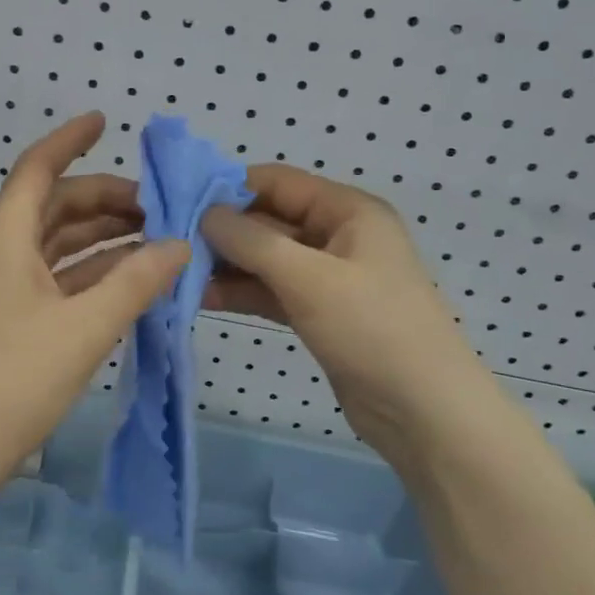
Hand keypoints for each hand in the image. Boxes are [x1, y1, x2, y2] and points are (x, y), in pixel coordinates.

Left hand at [0, 113, 188, 480]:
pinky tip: (123, 281)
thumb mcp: (85, 328)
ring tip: (152, 240)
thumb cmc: (14, 381)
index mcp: (2, 239)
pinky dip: (85, 272)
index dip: (70, 139)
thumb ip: (136, 282)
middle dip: (103, 200)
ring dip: (98, 238)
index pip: (38, 169)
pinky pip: (47, 277)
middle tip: (157, 207)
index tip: (104, 121)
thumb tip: (179, 246)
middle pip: (51, 206)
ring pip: (51, 244)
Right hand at [202, 165, 484, 459]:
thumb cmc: (372, 329)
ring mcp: (328, 276)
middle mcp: (338, 235)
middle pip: (269, 219)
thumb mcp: (308, 278)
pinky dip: (242, 292)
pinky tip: (202, 297)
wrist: (424, 412)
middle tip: (170, 242)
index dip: (230, 187)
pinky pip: (272, 290)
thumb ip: (251, 241)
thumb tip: (204, 212)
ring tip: (177, 272)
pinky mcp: (319, 311)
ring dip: (227, 264)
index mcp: (348, 211)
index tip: (180, 200)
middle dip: (223, 230)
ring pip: (266, 258)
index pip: (278, 182)